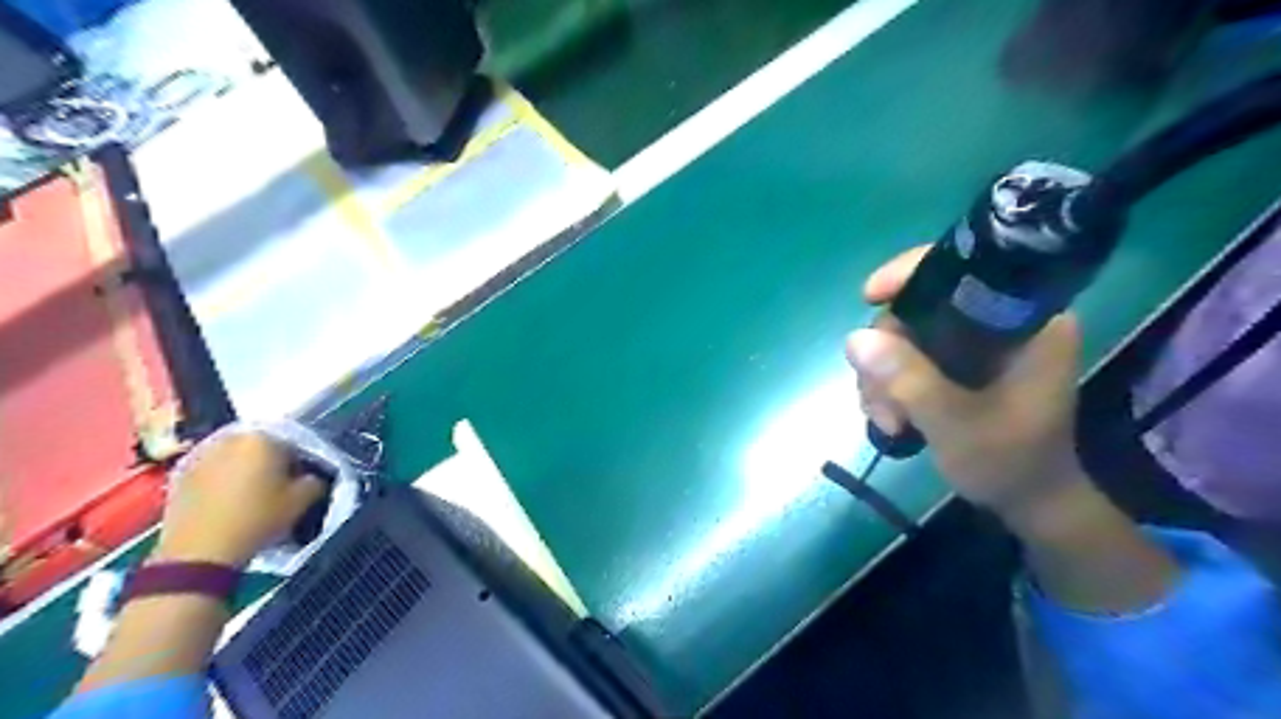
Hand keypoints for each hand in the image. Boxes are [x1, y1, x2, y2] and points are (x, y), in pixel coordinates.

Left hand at [151, 434, 326, 567]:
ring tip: (252, 495)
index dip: (302, 464)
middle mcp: (231, 438)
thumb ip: (316, 480)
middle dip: (272, 463)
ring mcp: (202, 454)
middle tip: (279, 487)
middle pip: (262, 446)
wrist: (199, 551)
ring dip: (246, 470)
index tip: (302, 483)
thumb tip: (311, 477)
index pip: (295, 444)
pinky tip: (229, 501)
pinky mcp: (180, 473)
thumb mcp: (303, 500)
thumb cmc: (258, 519)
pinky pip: (213, 469)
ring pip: (236, 457)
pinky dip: (223, 479)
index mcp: (264, 438)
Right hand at [848, 244, 1083, 518]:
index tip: (869, 297)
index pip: (964, 270)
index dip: (911, 274)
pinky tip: (888, 417)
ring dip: (882, 375)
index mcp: (1029, 322)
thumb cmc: (1010, 464)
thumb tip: (855, 338)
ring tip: (886, 421)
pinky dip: (887, 383)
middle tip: (879, 402)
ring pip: (905, 334)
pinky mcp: (958, 363)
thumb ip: (910, 381)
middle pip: (920, 306)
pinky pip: (905, 355)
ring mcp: (976, 343)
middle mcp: (1001, 322)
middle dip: (887, 351)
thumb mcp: (958, 426)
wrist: (1028, 503)